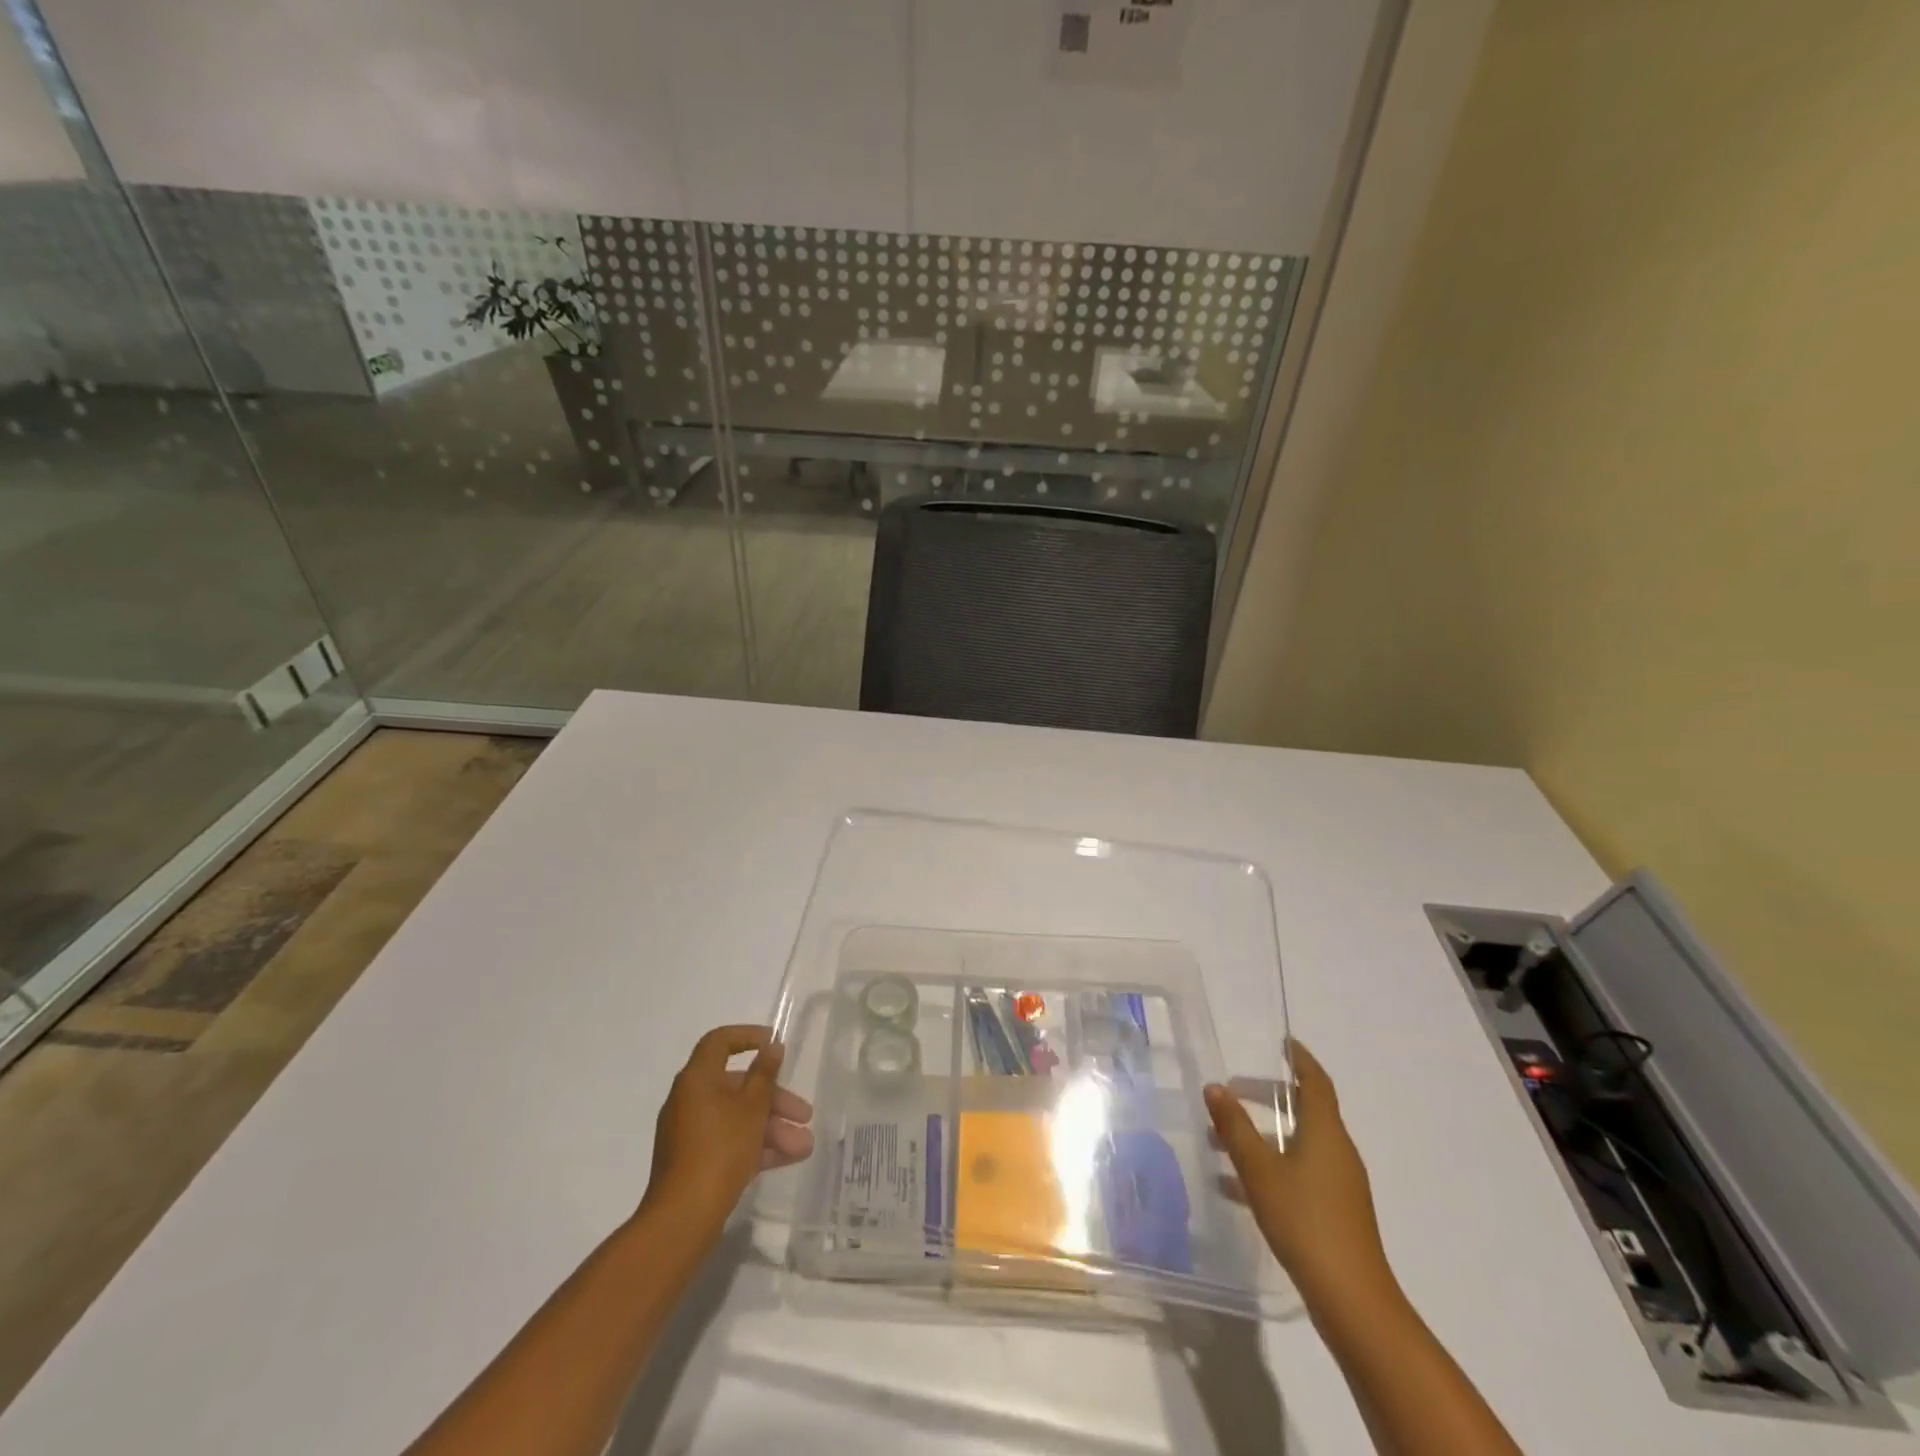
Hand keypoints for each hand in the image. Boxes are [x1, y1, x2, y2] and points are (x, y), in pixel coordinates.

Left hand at [644, 1025, 814, 1227]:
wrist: (683, 1219)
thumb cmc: (720, 1149)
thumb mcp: (752, 1107)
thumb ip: (764, 1074)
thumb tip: (771, 1047)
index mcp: (697, 1079)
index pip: (719, 1042)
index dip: (748, 1036)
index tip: (775, 1044)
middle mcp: (689, 1100)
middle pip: (736, 1086)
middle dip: (775, 1099)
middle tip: (804, 1114)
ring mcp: (690, 1133)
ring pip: (737, 1118)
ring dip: (772, 1127)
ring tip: (804, 1147)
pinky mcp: (694, 1162)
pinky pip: (729, 1142)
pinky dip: (755, 1146)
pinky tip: (787, 1159)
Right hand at [1205, 1041, 1395, 1309]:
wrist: (1352, 1300)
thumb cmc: (1305, 1220)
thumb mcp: (1260, 1169)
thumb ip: (1235, 1126)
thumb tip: (1214, 1087)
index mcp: (1325, 1131)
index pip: (1315, 1081)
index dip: (1300, 1059)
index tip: (1282, 1042)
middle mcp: (1337, 1150)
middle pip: (1304, 1110)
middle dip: (1268, 1096)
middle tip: (1233, 1091)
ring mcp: (1339, 1184)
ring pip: (1298, 1143)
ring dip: (1263, 1134)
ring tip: (1222, 1138)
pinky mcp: (1335, 1212)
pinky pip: (1299, 1172)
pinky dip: (1270, 1166)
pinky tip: (1234, 1186)